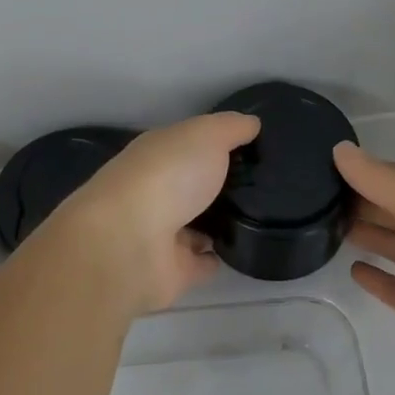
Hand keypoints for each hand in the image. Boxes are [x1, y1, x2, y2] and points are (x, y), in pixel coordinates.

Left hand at [37, 112, 260, 315]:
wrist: (128, 243)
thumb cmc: (166, 176)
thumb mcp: (205, 136)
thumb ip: (229, 128)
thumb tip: (252, 123)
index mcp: (158, 154)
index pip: (189, 145)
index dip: (217, 143)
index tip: (254, 146)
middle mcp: (156, 191)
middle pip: (192, 185)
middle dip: (220, 184)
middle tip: (265, 185)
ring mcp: (161, 233)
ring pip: (196, 225)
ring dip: (218, 223)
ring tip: (261, 219)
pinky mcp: (171, 271)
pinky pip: (200, 262)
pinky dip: (215, 258)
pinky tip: (242, 251)